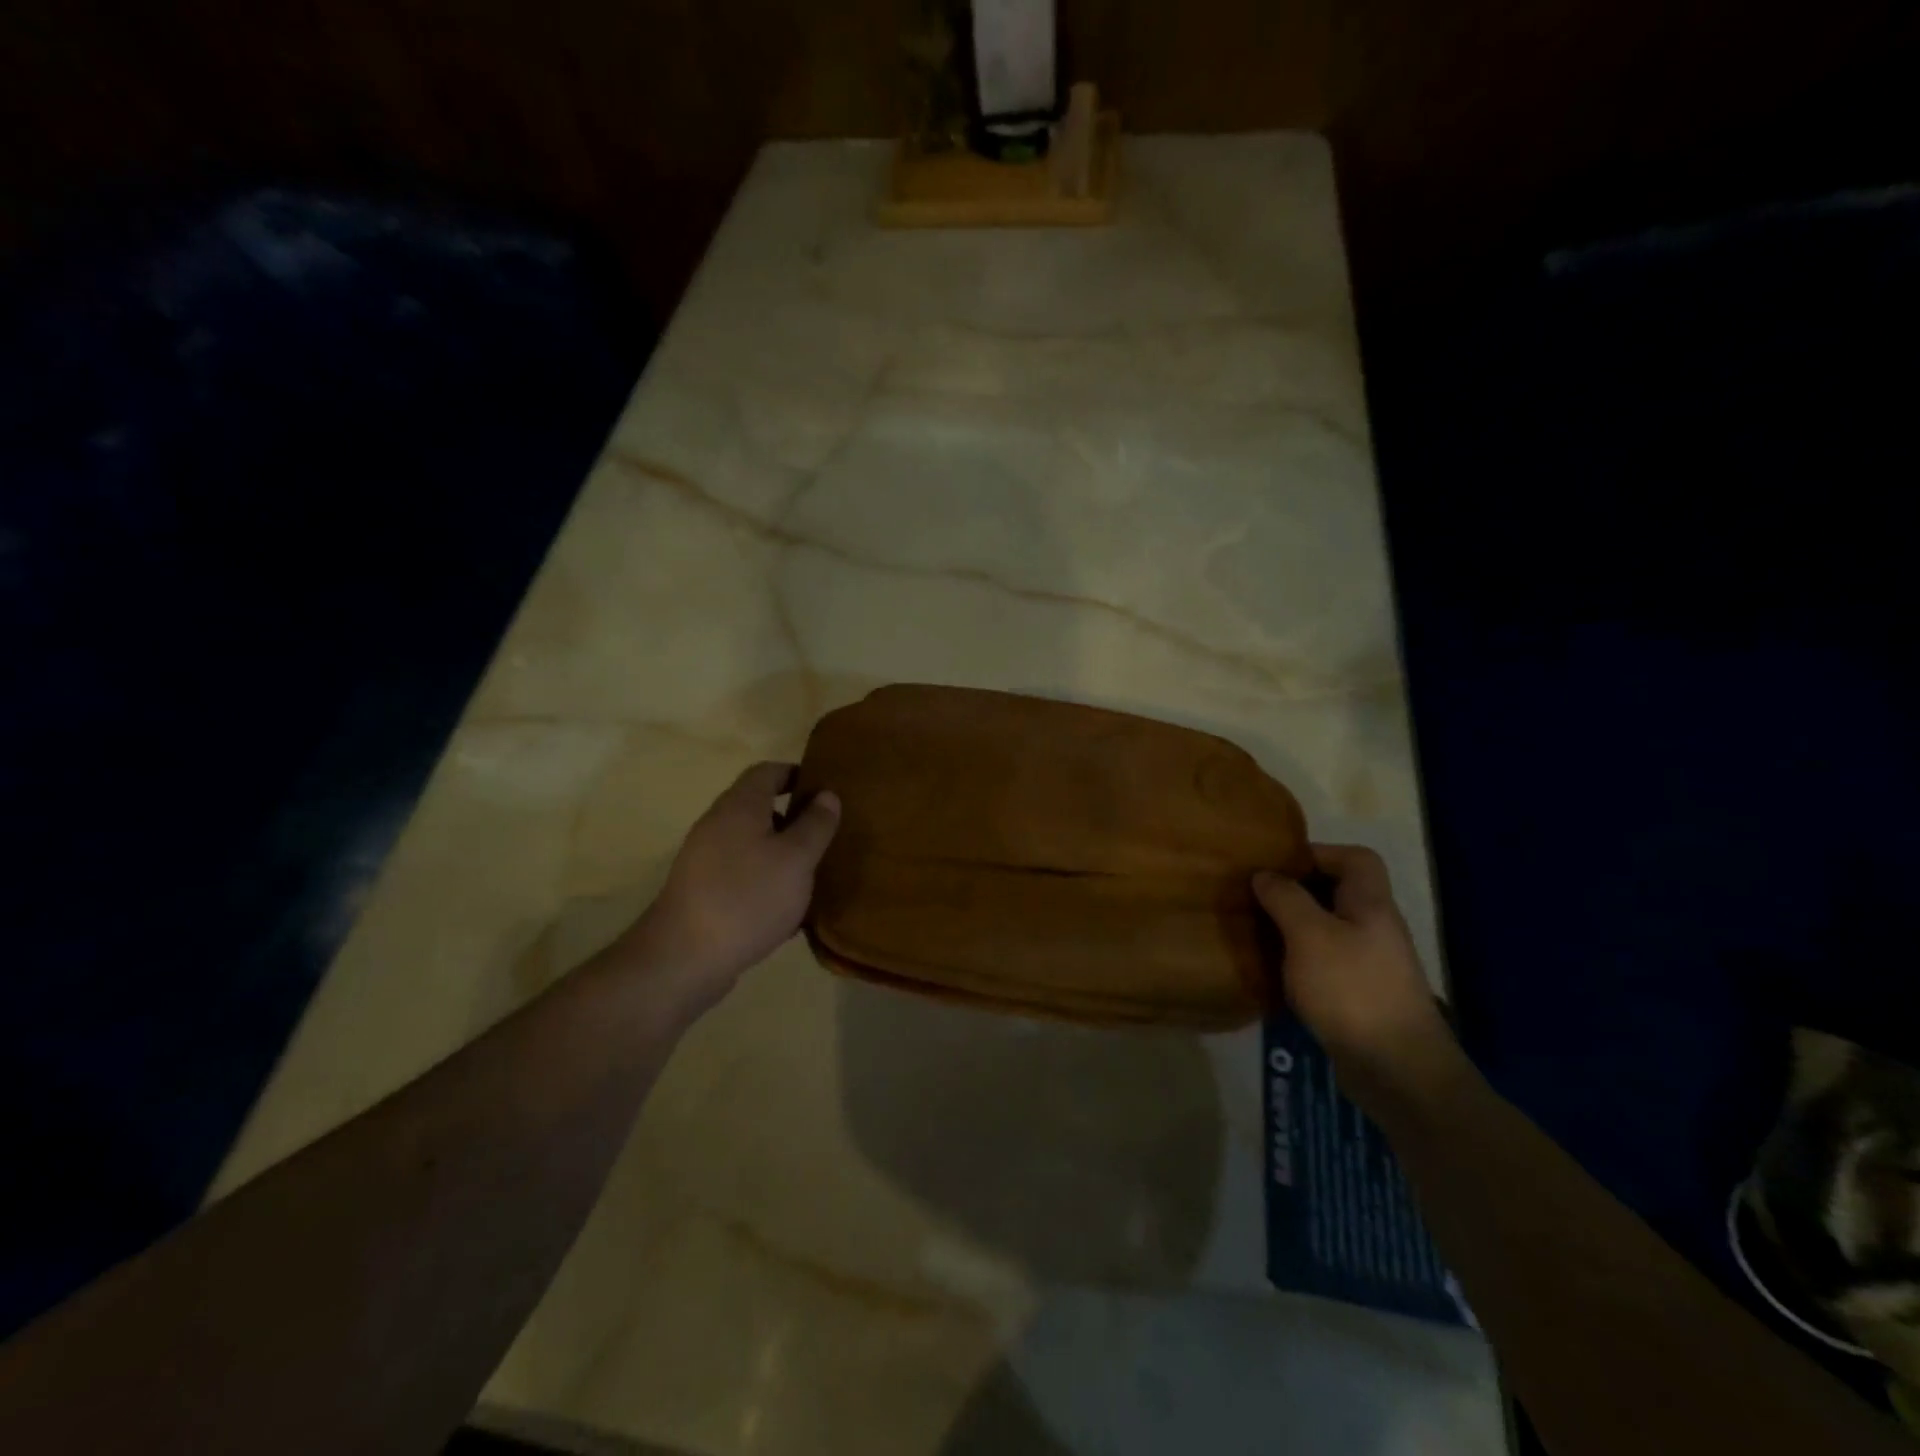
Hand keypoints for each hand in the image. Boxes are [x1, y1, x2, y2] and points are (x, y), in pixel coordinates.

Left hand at [618, 762, 839, 1016]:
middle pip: (758, 807)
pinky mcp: (702, 892)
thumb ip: (815, 824)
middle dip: (793, 818)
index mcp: (739, 806)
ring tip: (813, 874)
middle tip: (826, 835)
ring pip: (752, 844)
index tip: (825, 790)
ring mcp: (705, 860)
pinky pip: (741, 874)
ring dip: (781, 853)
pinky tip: (786, 909)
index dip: (796, 774)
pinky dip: (765, 880)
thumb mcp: (796, 859)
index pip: (767, 772)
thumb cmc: (747, 897)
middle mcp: (717, 825)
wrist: (684, 958)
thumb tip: (827, 794)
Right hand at [1253, 845, 1461, 1111]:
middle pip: (1341, 893)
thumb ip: (1286, 899)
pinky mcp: (1361, 997)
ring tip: (1258, 931)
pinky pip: (1327, 963)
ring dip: (1296, 927)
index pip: (1356, 859)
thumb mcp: (1309, 935)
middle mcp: (1376, 929)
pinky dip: (1301, 960)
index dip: (1319, 853)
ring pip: (1330, 929)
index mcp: (1371, 905)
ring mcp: (1372, 965)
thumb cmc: (1352, 989)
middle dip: (1299, 891)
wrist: (1396, 1070)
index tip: (1278, 865)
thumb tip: (1265, 874)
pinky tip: (1276, 972)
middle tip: (1258, 897)